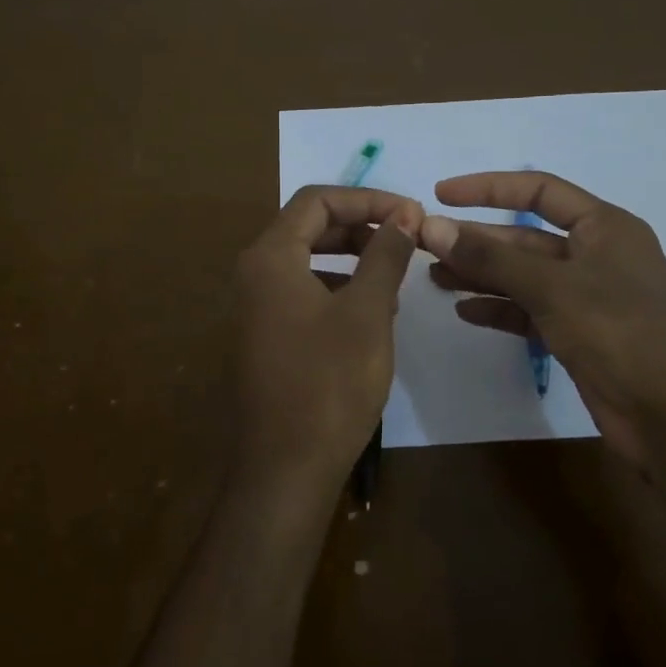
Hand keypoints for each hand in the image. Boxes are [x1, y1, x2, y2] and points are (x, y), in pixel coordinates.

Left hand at [233, 186, 421, 513]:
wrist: (286, 467)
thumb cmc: (329, 383)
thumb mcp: (368, 312)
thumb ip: (385, 255)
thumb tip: (404, 215)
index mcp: (270, 257)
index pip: (318, 201)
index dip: (368, 199)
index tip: (412, 214)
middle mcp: (254, 274)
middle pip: (309, 227)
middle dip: (360, 227)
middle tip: (406, 240)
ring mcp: (255, 308)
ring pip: (307, 261)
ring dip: (352, 259)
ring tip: (393, 280)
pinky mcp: (265, 336)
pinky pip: (302, 293)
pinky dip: (338, 289)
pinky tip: (370, 315)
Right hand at [420, 170, 665, 469]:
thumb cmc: (622, 334)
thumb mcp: (553, 288)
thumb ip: (491, 258)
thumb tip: (432, 226)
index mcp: (604, 227)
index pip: (539, 190)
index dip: (488, 188)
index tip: (441, 194)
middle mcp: (596, 256)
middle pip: (525, 238)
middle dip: (476, 241)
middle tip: (425, 247)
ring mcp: (588, 299)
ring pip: (524, 277)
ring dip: (481, 276)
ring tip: (435, 279)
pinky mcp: (580, 336)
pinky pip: (530, 313)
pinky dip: (500, 310)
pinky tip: (465, 312)